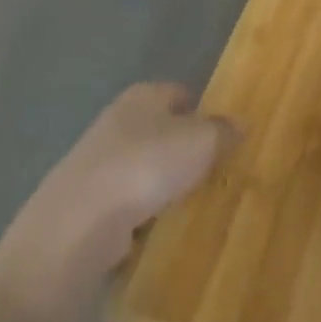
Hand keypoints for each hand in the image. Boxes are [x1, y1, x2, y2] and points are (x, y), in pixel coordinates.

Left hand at [0, 84, 236, 313]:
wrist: (80, 222)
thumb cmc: (147, 165)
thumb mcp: (201, 141)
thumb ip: (223, 131)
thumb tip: (239, 123)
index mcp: (143, 96)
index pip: (178, 92)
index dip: (202, 108)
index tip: (224, 132)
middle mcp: (117, 122)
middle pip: (160, 130)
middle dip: (185, 148)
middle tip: (217, 170)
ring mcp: (99, 162)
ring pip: (144, 167)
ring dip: (165, 183)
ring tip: (196, 203)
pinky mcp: (89, 202)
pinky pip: (129, 202)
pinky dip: (146, 213)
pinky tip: (165, 228)